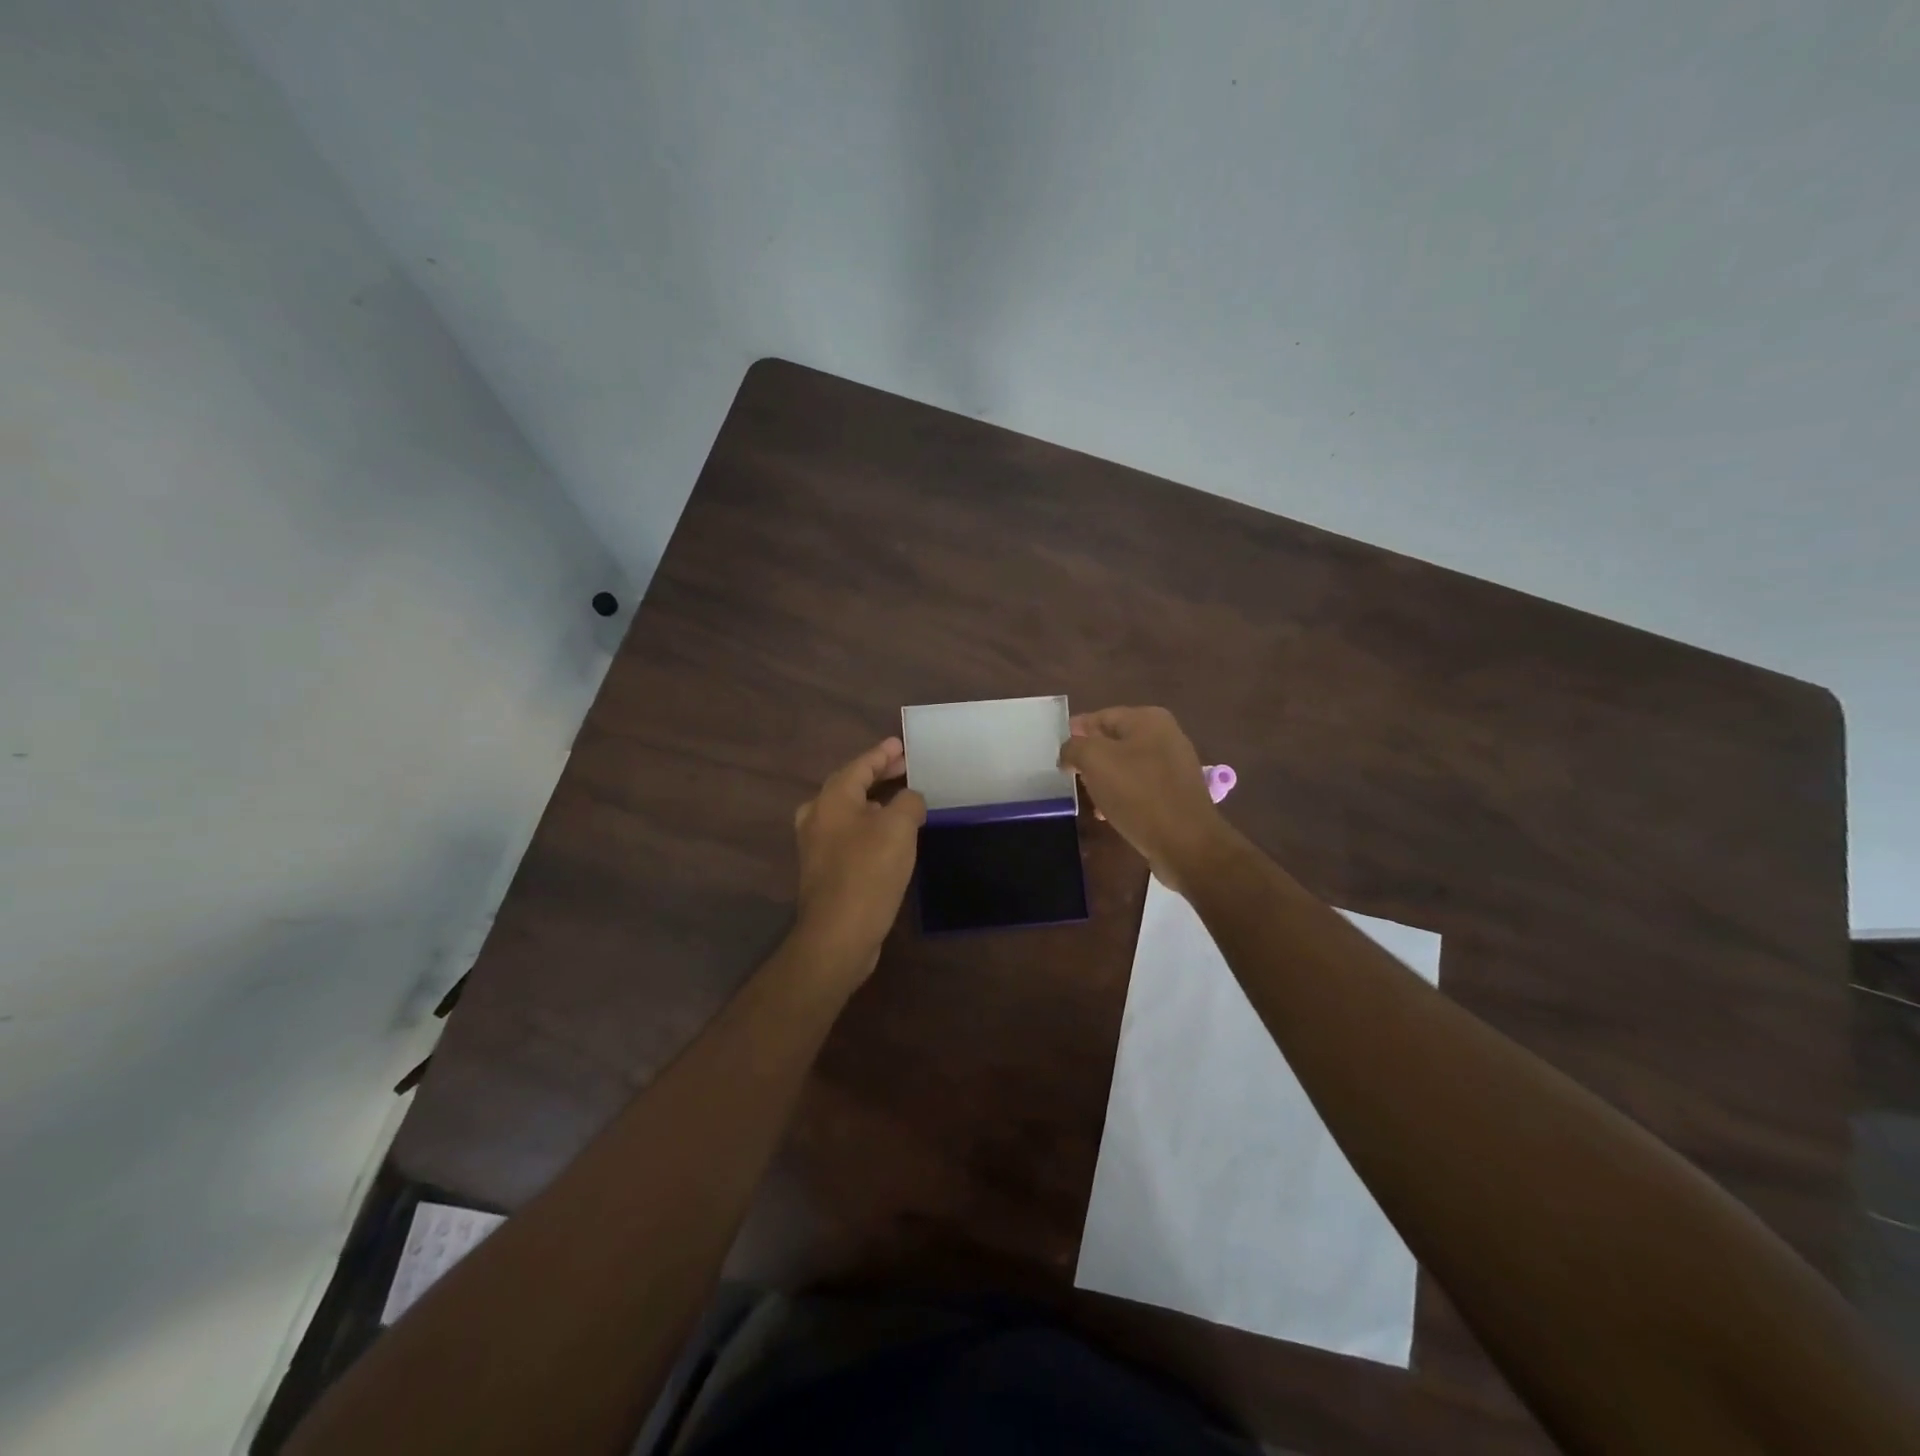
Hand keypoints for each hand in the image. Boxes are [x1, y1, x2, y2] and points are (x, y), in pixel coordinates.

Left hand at [792, 737, 925, 977]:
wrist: (838, 934)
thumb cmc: (869, 872)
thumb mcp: (899, 827)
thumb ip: (908, 802)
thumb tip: (909, 799)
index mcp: (832, 799)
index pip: (860, 765)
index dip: (882, 753)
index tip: (901, 744)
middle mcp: (817, 816)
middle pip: (849, 785)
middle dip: (877, 775)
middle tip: (904, 766)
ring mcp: (816, 845)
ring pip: (847, 811)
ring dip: (873, 801)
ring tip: (898, 798)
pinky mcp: (824, 870)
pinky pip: (848, 834)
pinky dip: (868, 825)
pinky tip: (886, 836)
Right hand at [1058, 707, 1228, 893]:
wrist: (1185, 843)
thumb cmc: (1138, 793)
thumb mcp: (1094, 761)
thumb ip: (1074, 748)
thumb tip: (1068, 752)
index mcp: (1148, 719)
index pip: (1100, 716)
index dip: (1075, 731)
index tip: (1056, 750)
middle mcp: (1165, 736)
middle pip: (1113, 741)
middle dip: (1089, 758)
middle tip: (1068, 775)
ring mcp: (1174, 766)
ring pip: (1126, 766)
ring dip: (1103, 779)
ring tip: (1086, 797)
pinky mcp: (1176, 794)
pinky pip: (1140, 787)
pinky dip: (1121, 796)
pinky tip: (1107, 813)